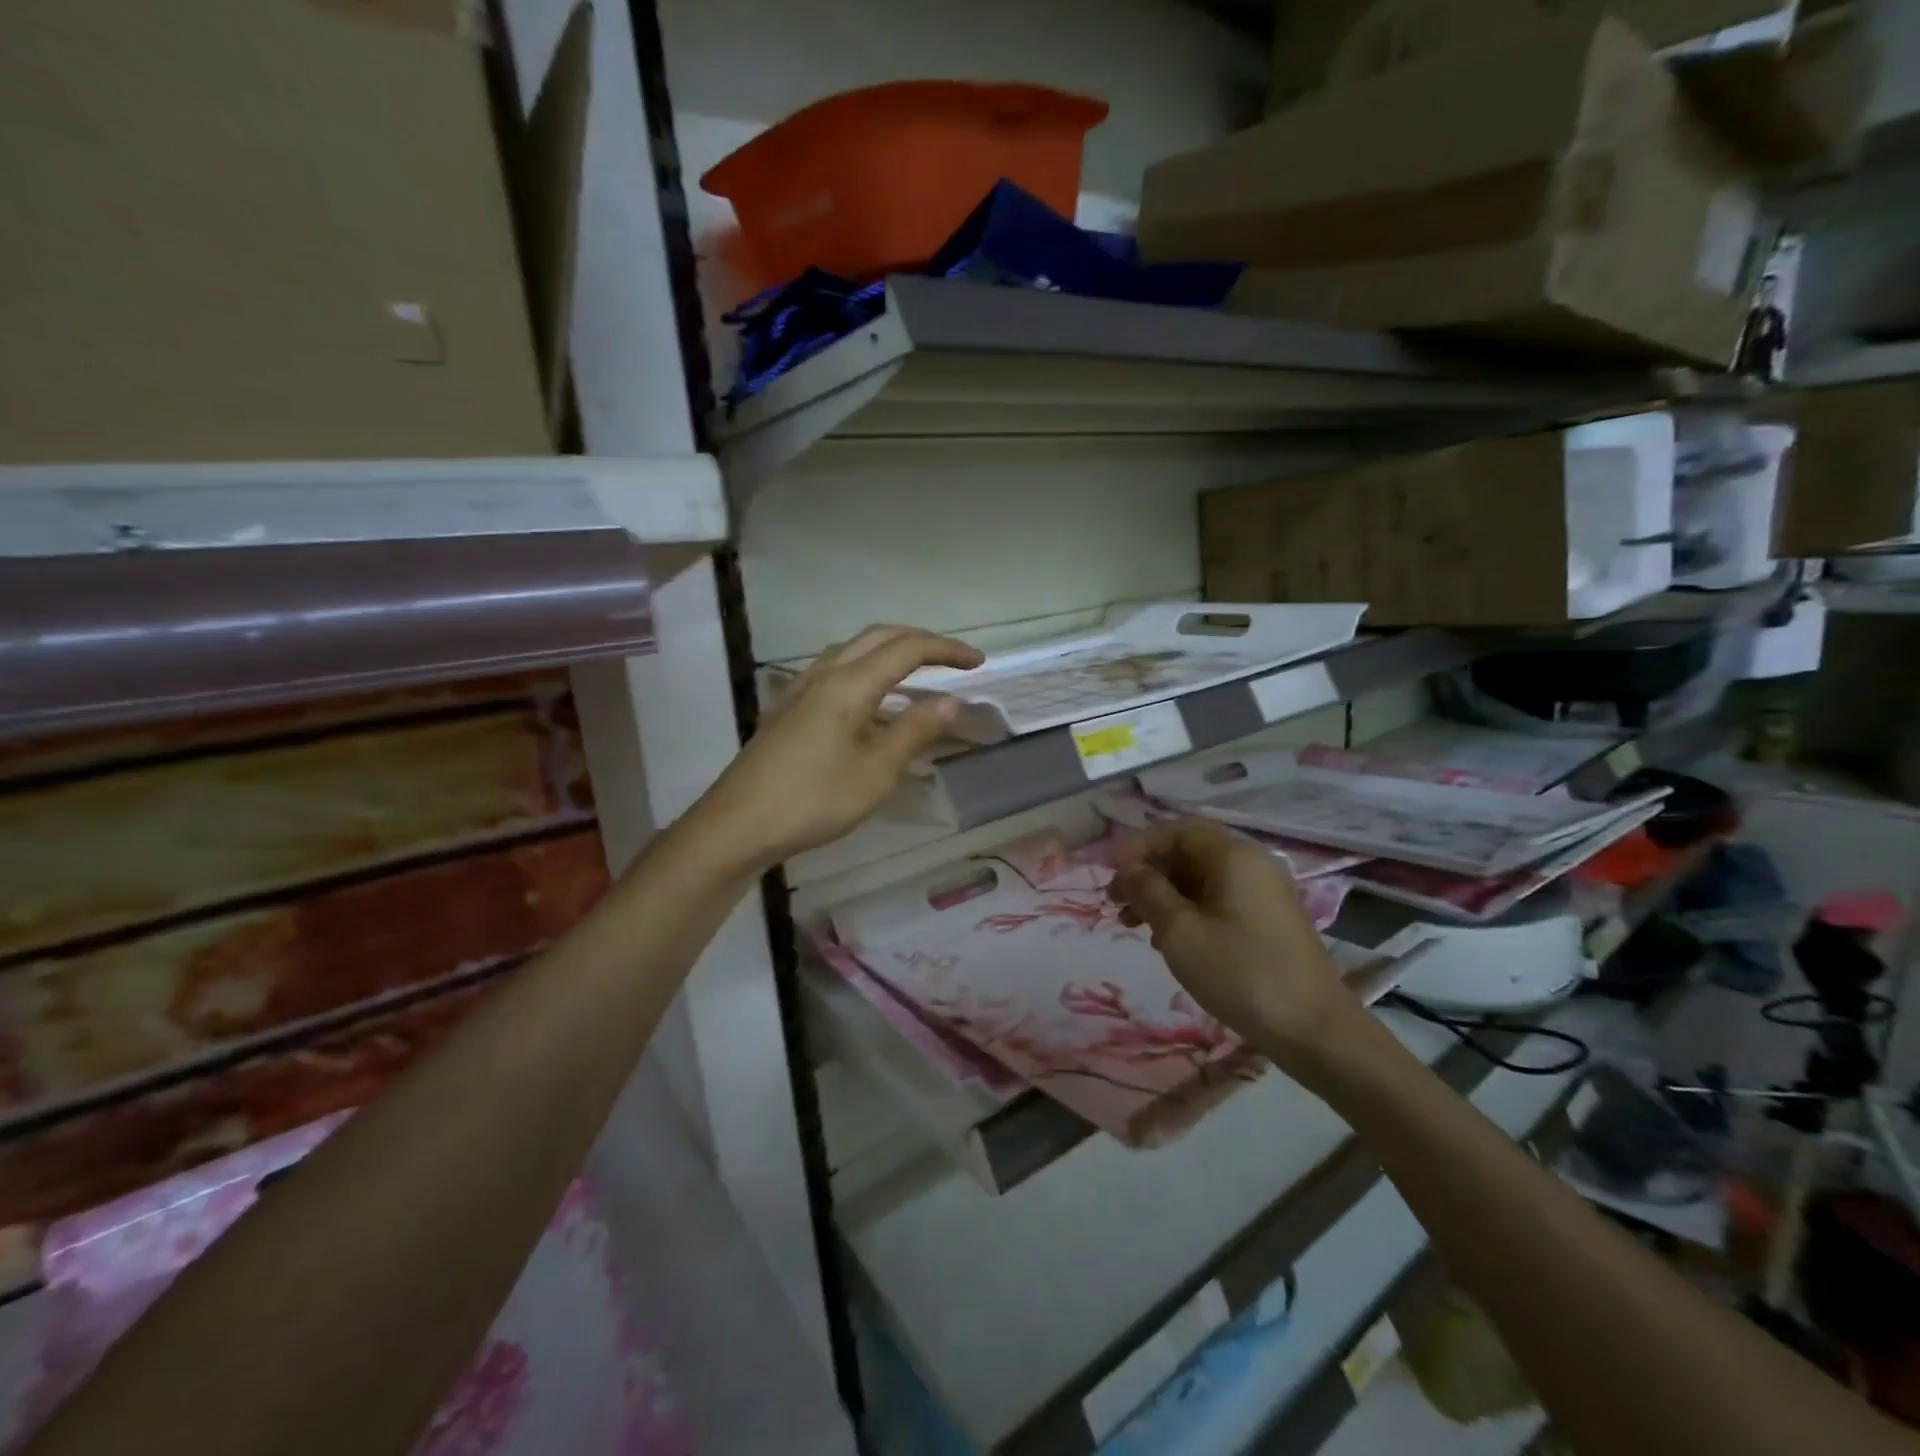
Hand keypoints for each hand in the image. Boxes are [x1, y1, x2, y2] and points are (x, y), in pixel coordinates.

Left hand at [694, 625, 983, 868]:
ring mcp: (801, 688)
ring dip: (890, 651)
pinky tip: (870, 699)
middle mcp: (824, 674)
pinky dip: (866, 669)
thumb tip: (951, 700)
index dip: (947, 650)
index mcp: (849, 684)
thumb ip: (915, 730)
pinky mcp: (788, 708)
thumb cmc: (814, 800)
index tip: (979, 663)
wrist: (739, 824)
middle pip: (879, 637)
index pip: (908, 649)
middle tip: (953, 660)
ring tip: (917, 673)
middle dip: (920, 641)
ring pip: (853, 650)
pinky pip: (835, 670)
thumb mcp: (877, 771)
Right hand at [1108, 820, 1364, 1072]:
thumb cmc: (1239, 972)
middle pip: (1188, 852)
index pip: (1175, 831)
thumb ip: (1147, 890)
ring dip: (1164, 894)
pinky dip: (1188, 909)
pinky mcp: (1269, 918)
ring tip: (1134, 925)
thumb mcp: (1179, 931)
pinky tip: (1170, 939)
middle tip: (1115, 902)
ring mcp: (1265, 890)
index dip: (1136, 847)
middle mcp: (1252, 862)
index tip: (1107, 873)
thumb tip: (1127, 867)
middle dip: (1148, 872)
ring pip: (1201, 878)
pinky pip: (1219, 898)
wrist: (1313, 1029)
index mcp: (1232, 855)